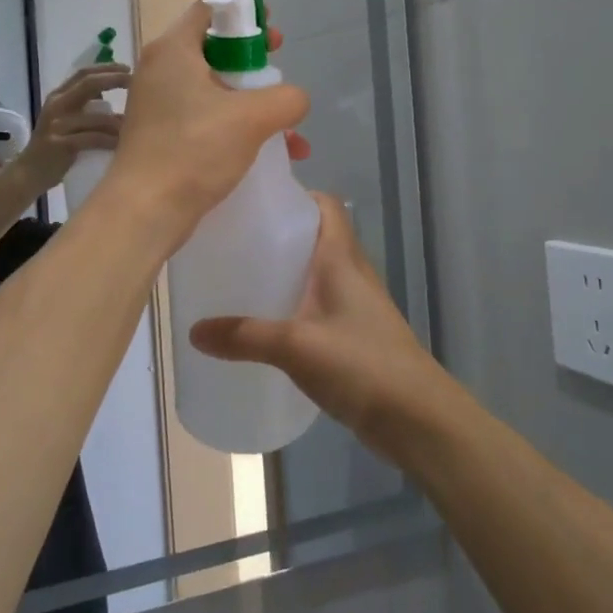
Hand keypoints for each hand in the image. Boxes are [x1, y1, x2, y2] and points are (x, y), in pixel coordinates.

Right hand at [16, 63, 130, 191]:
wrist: (29, 173)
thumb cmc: (55, 147)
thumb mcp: (67, 120)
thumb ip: (85, 107)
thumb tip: (114, 97)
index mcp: (58, 96)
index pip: (83, 74)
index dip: (107, 69)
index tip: (128, 68)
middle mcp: (56, 105)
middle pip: (88, 84)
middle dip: (114, 80)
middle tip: (135, 81)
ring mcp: (57, 125)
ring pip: (95, 117)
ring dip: (118, 120)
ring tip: (137, 122)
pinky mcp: (60, 144)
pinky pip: (92, 139)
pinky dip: (109, 140)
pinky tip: (122, 144)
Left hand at [103, 1, 308, 235]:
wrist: (145, 210)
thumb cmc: (194, 150)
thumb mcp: (252, 117)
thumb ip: (286, 98)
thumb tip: (295, 99)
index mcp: (172, 50)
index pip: (209, 11)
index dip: (244, 15)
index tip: (272, 35)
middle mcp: (160, 70)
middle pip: (215, 51)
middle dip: (255, 65)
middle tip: (280, 74)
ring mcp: (159, 105)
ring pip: (215, 91)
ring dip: (254, 105)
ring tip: (290, 131)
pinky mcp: (162, 135)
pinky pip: (206, 119)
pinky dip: (236, 128)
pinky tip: (272, 154)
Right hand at [190, 193, 449, 463]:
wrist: (418, 418)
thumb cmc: (362, 364)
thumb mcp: (296, 346)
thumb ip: (245, 337)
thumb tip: (193, 331)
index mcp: (342, 258)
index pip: (325, 204)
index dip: (295, 194)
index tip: (255, 201)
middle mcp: (351, 272)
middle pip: (315, 236)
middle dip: (278, 233)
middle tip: (234, 240)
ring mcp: (356, 305)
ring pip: (316, 272)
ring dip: (286, 270)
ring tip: (241, 276)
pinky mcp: (355, 334)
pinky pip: (318, 305)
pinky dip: (294, 304)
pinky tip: (266, 323)